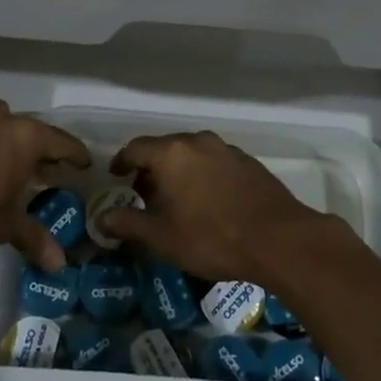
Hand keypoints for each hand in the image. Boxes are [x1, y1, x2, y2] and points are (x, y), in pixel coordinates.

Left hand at [0, 101, 88, 271]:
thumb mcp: (4, 228)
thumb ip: (34, 238)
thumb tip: (60, 266)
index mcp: (23, 138)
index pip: (60, 142)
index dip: (74, 154)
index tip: (83, 163)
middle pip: (27, 128)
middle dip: (35, 147)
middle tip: (39, 169)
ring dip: (0, 135)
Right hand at [98, 130, 323, 282]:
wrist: (278, 239)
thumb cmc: (211, 237)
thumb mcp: (162, 237)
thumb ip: (129, 223)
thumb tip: (102, 217)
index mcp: (172, 153)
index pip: (136, 147)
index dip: (122, 161)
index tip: (116, 177)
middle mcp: (198, 141)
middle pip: (164, 148)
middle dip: (150, 168)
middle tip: (143, 193)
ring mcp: (226, 149)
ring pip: (191, 153)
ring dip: (177, 171)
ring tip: (175, 199)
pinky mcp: (248, 162)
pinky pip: (213, 162)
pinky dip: (201, 174)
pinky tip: (206, 200)